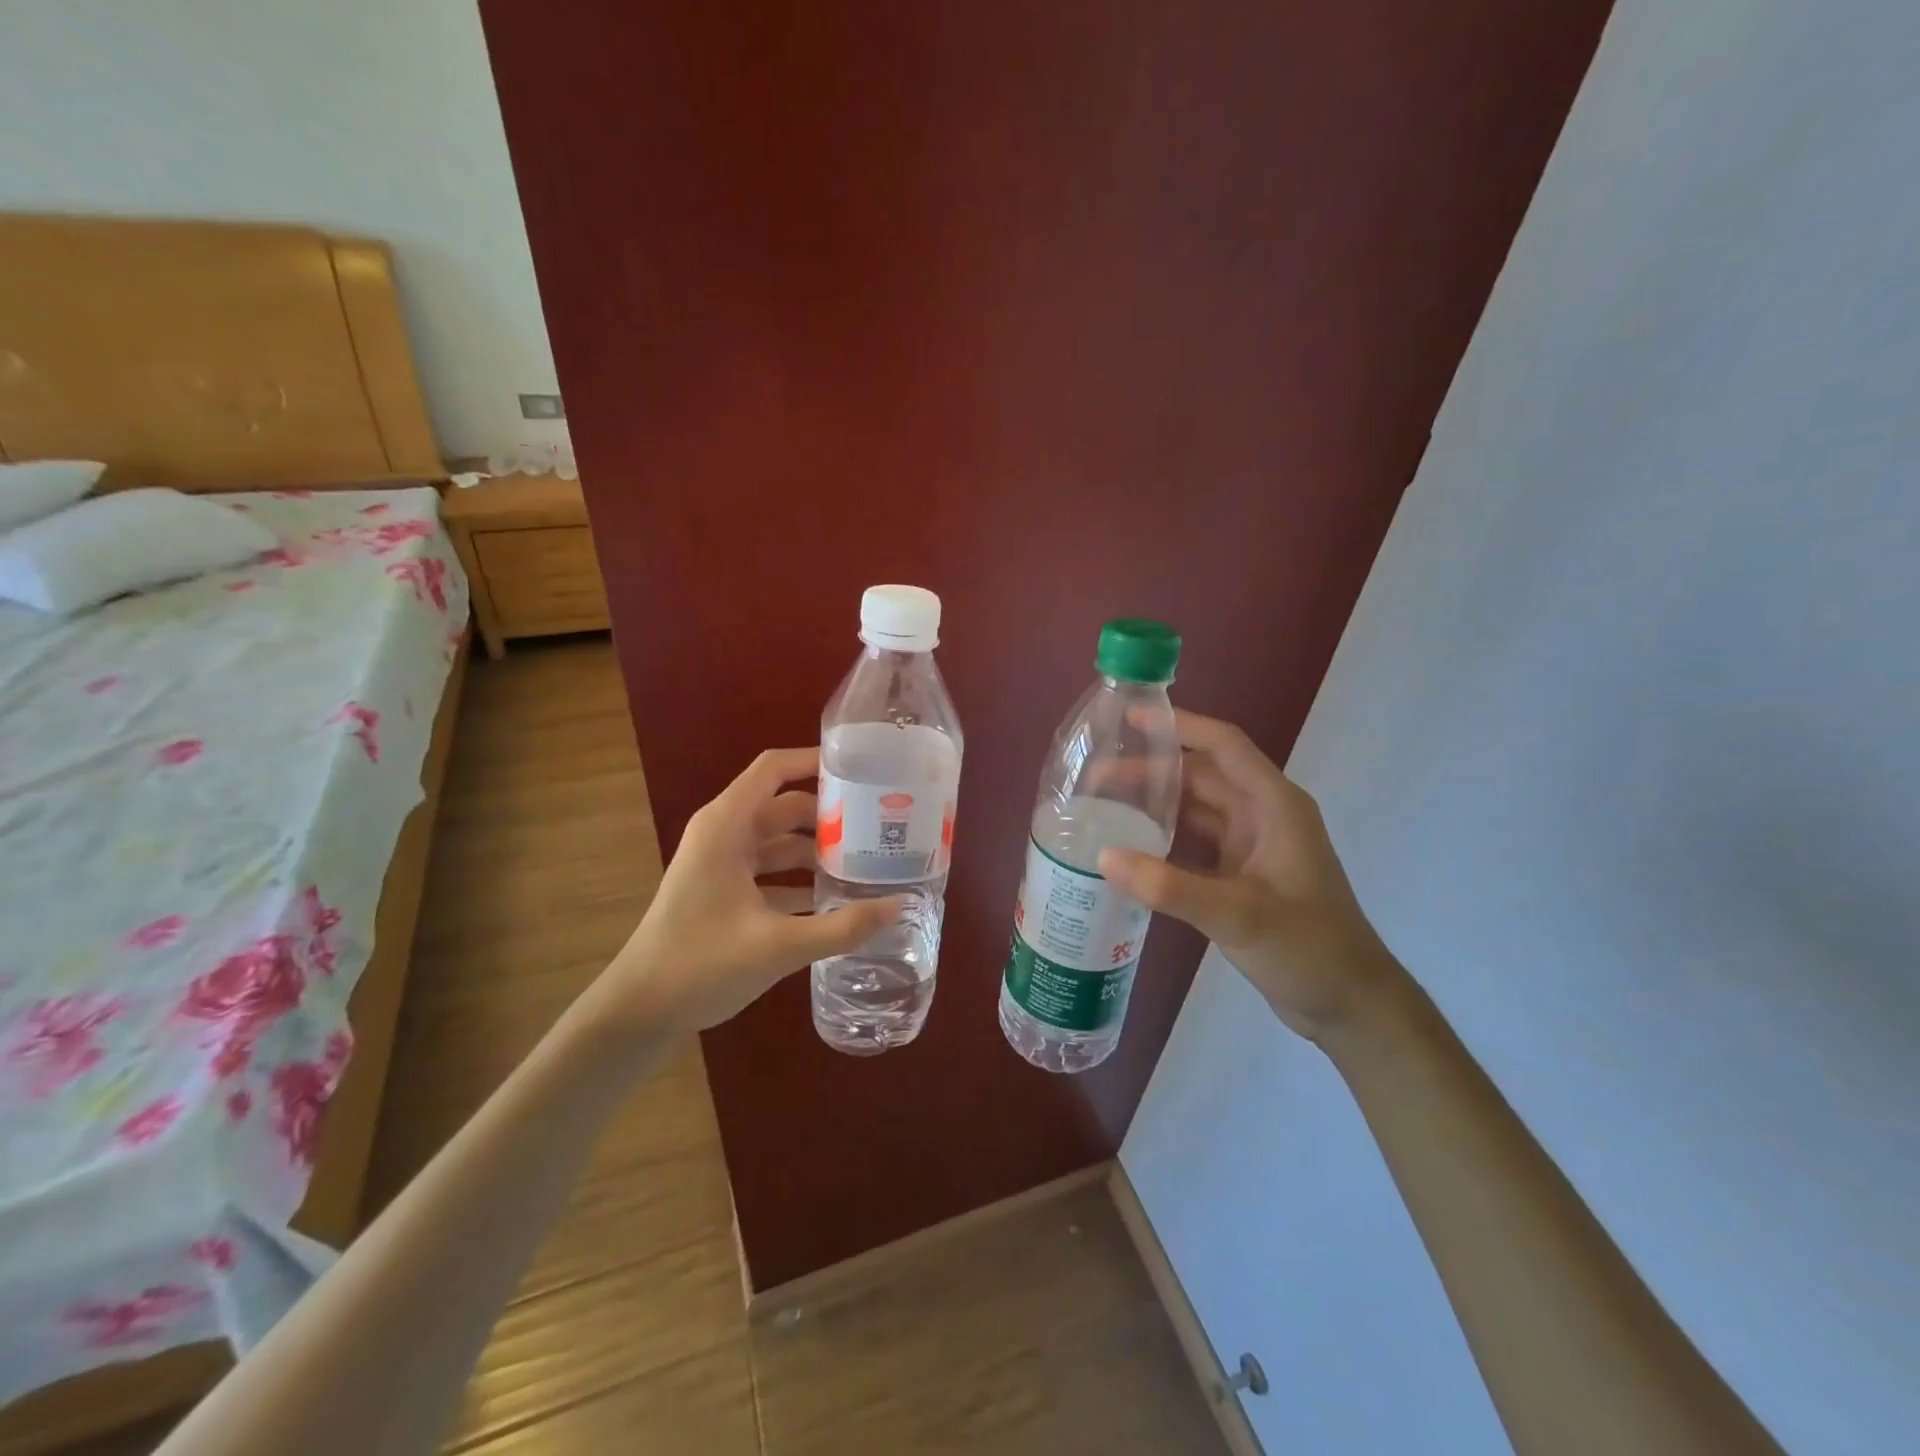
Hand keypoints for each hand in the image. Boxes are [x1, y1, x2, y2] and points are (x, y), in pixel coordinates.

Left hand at [590, 748, 902, 1036]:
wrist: (638, 1012)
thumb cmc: (699, 965)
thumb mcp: (778, 946)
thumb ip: (842, 926)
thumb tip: (900, 906)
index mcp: (726, 826)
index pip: (774, 769)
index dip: (815, 760)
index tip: (862, 768)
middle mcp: (724, 834)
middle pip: (785, 805)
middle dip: (830, 814)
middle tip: (880, 824)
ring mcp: (723, 863)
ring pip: (781, 841)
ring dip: (819, 849)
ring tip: (869, 862)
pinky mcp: (724, 891)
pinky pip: (772, 870)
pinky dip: (801, 878)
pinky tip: (838, 899)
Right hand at [1099, 710, 1403, 1042]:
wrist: (1349, 1005)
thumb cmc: (1308, 948)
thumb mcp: (1239, 914)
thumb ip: (1170, 886)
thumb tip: (1103, 856)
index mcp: (1274, 806)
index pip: (1224, 746)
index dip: (1180, 726)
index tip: (1131, 718)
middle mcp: (1262, 816)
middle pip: (1201, 776)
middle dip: (1151, 770)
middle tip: (1095, 777)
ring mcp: (1252, 846)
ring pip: (1196, 809)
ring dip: (1154, 804)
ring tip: (1102, 805)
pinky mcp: (1241, 875)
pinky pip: (1195, 842)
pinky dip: (1163, 838)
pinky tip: (1129, 846)